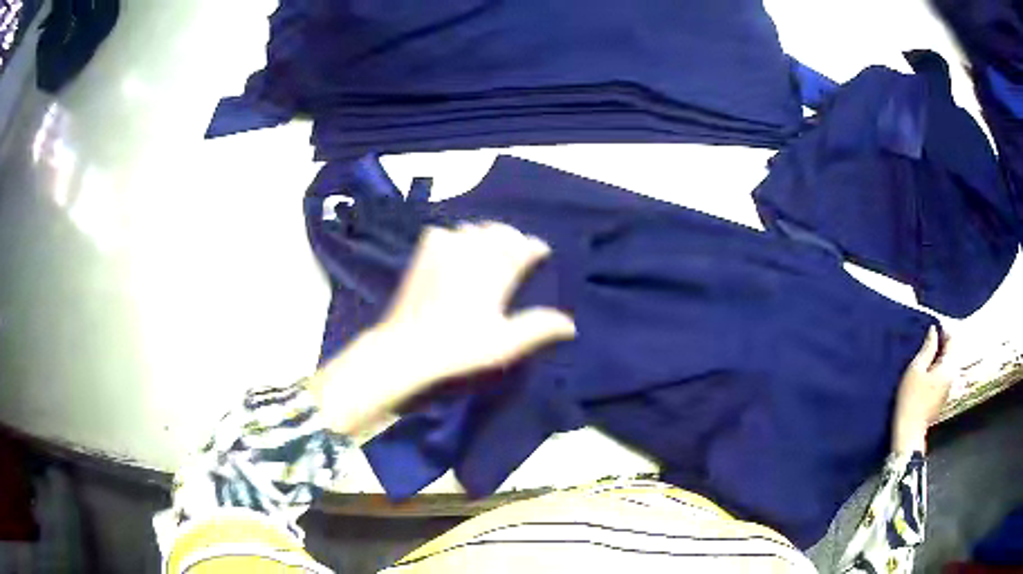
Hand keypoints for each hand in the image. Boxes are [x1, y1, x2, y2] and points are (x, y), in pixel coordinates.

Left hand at [307, 223, 575, 436]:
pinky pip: (440, 233)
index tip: (541, 251)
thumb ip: (537, 328)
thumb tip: (571, 324)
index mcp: (493, 273)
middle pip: (497, 232)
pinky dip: (453, 236)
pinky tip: (453, 246)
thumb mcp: (504, 345)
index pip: (521, 248)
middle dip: (511, 237)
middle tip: (518, 248)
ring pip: (470, 229)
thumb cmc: (459, 350)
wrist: (404, 352)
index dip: (534, 248)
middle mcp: (470, 254)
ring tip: (489, 246)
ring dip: (484, 234)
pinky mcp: (420, 259)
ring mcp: (441, 253)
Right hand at [891, 326, 952, 453]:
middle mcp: (953, 376)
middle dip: (942, 345)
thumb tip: (934, 330)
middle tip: (927, 342)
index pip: (951, 340)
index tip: (931, 329)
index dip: (943, 331)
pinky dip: (938, 370)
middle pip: (951, 353)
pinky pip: (944, 376)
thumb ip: (927, 348)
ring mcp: (949, 389)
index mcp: (948, 367)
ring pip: (948, 365)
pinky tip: (927, 375)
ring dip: (939, 358)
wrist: (909, 432)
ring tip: (926, 357)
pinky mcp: (943, 398)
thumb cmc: (911, 399)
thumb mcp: (916, 370)